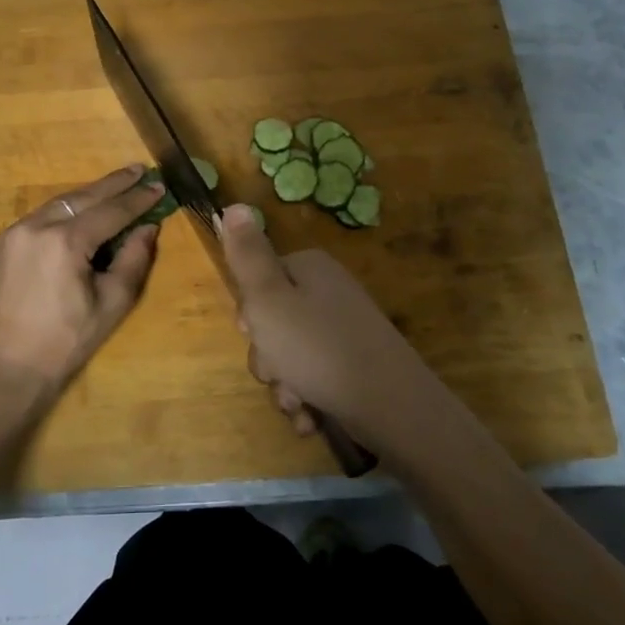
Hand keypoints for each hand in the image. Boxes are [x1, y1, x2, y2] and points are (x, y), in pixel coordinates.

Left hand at [0, 166, 163, 395]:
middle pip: (83, 196)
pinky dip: (64, 210)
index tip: (159, 187)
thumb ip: (133, 260)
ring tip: (113, 186)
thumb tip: (147, 228)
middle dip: (114, 183)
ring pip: (58, 203)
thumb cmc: (66, 341)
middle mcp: (37, 226)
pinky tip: (78, 211)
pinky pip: (39, 217)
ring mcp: (14, 233)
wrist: (5, 367)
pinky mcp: (0, 244)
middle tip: (138, 170)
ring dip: (88, 194)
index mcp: (66, 241)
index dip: (138, 199)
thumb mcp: (111, 303)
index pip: (111, 211)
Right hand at [218, 204, 449, 454]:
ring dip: (285, 386)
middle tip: (278, 372)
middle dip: (268, 358)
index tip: (253, 333)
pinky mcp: (355, 366)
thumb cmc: (318, 349)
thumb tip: (233, 205)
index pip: (259, 282)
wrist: (391, 406)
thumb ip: (247, 255)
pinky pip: (315, 379)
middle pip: (273, 323)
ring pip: (290, 358)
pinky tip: (312, 418)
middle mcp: (328, 293)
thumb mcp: (268, 299)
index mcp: (309, 269)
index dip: (249, 313)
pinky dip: (308, 401)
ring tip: (298, 403)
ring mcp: (344, 331)